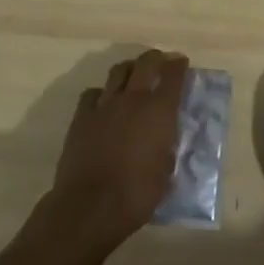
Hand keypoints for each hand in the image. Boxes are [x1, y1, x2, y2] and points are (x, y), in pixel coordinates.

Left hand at [41, 49, 186, 259]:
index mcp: (159, 110)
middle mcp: (133, 99)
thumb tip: (165, 136)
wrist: (90, 206)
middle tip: (161, 61)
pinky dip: (102, 93)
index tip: (181, 63)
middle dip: (156, 58)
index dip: (179, 66)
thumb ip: (167, 145)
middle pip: (145, 63)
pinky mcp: (81, 117)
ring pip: (118, 71)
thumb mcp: (166, 170)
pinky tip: (105, 102)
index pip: (173, 76)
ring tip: (134, 75)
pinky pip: (93, 93)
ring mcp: (104, 105)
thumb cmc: (137, 194)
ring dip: (130, 69)